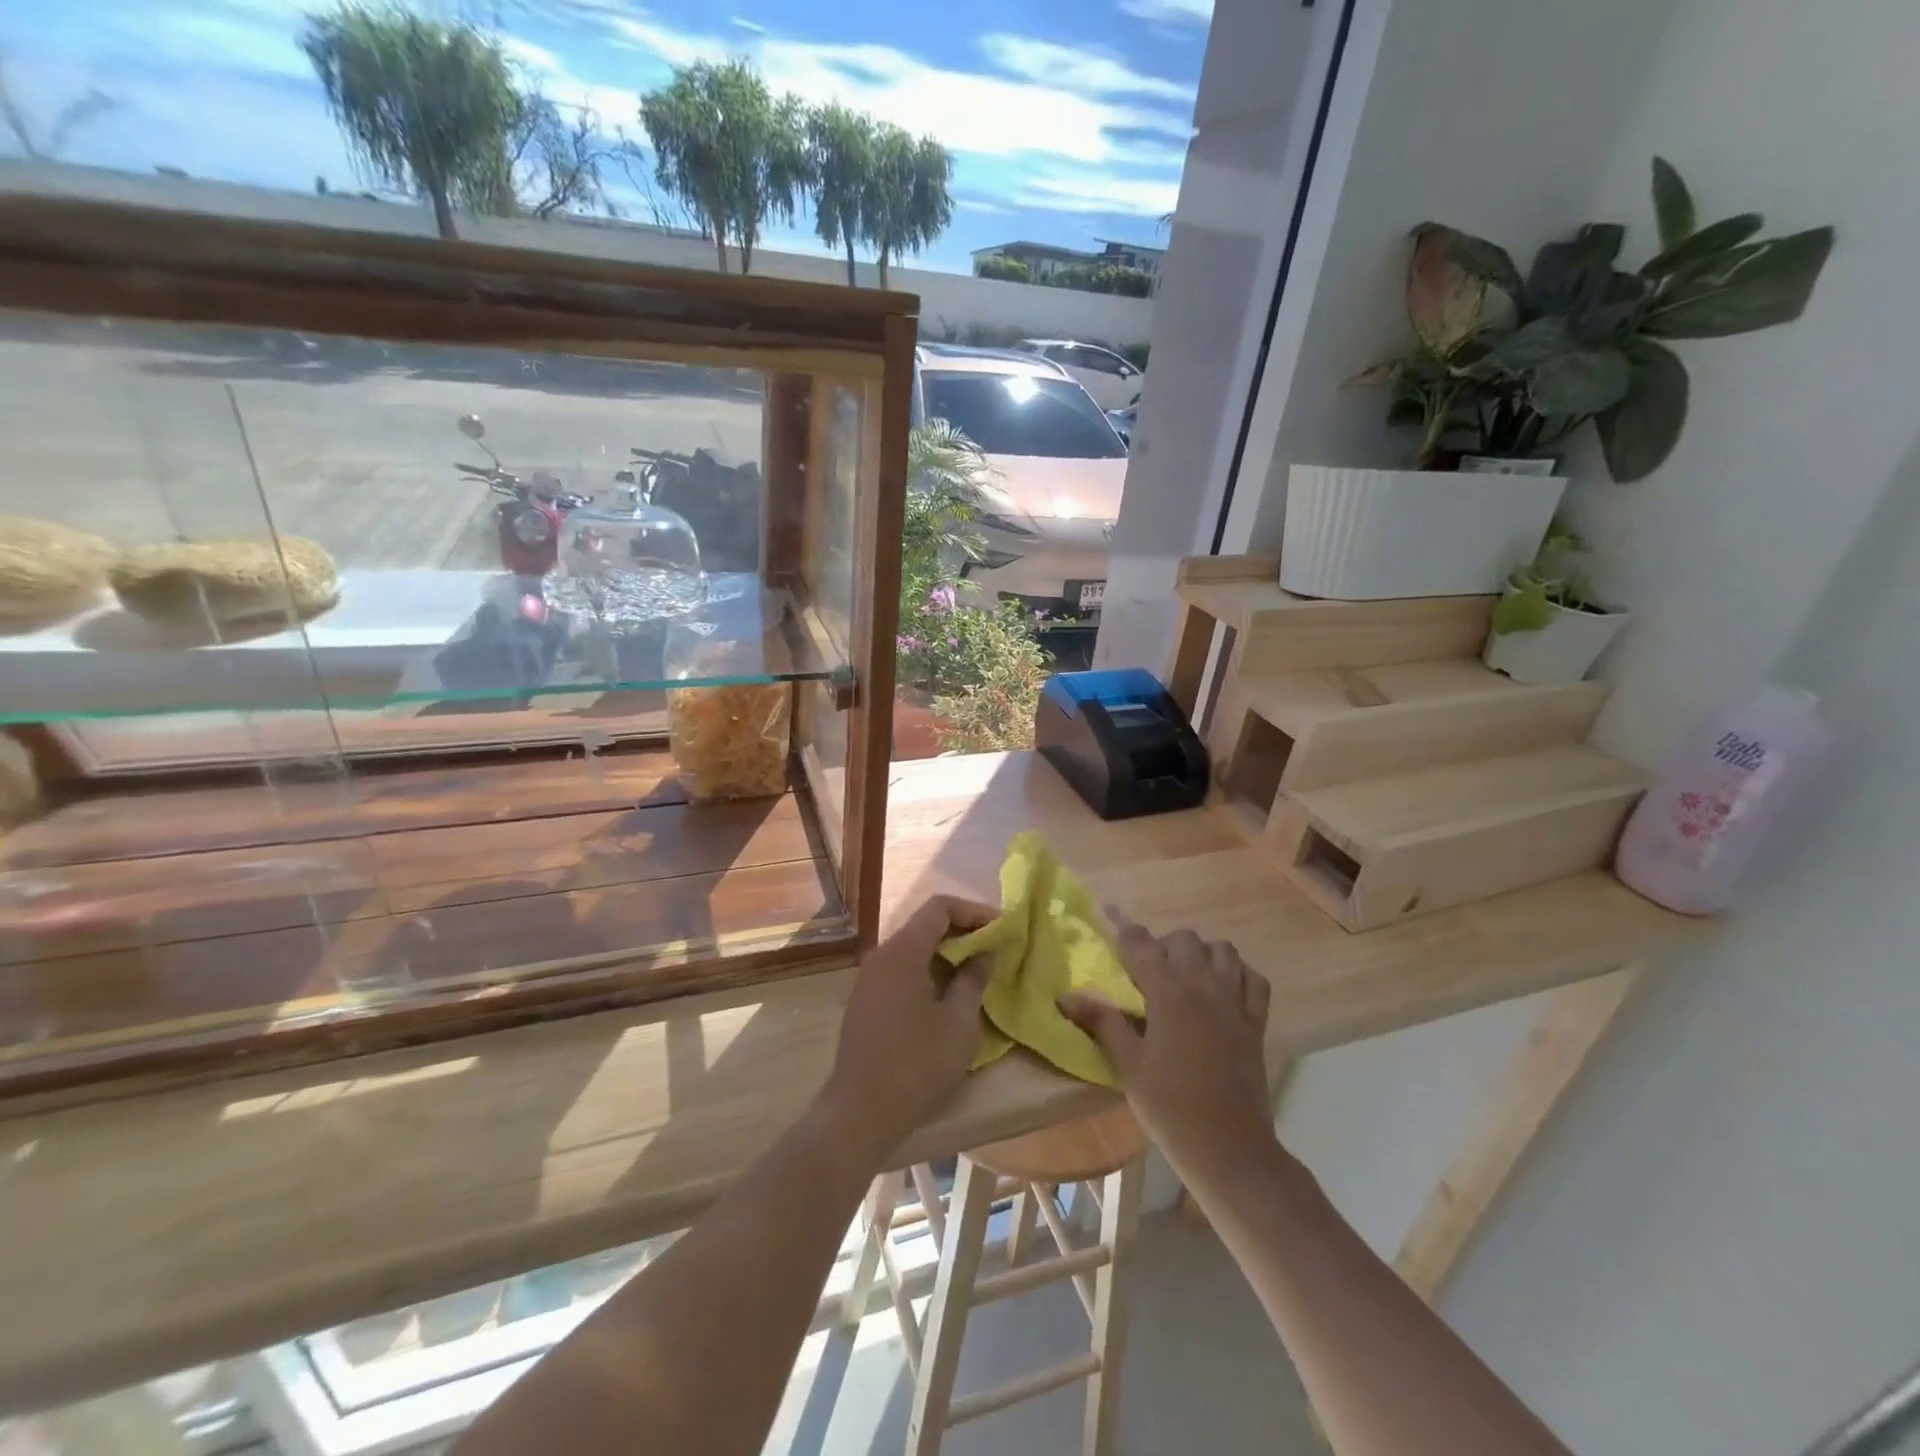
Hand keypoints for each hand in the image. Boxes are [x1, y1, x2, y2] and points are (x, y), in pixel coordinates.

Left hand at [817, 895, 994, 1158]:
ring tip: (976, 971)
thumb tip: (983, 954)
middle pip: (924, 925)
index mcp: (903, 951)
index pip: (939, 907)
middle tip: (993, 948)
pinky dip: (927, 970)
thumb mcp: (959, 1022)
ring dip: (945, 953)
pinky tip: (946, 994)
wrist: (860, 1111)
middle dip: (961, 931)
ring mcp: (869, 978)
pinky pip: (900, 970)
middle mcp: (881, 954)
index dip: (973, 911)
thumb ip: (973, 979)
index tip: (1000, 926)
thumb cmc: (917, 1063)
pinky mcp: (865, 1000)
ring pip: (912, 949)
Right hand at [1061, 912, 1274, 1192]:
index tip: (1108, 911)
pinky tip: (1223, 988)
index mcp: (1169, 996)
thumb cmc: (1171, 1109)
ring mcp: (1235, 1004)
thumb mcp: (1128, 1067)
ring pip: (1222, 950)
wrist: (1231, 1150)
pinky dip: (1238, 973)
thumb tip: (1068, 995)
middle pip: (1184, 939)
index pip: (1142, 945)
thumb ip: (1103, 1023)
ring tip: (1184, 974)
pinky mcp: (1256, 1023)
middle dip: (1162, 943)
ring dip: (1201, 952)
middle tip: (1146, 969)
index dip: (1123, 926)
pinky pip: (1254, 980)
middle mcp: (1204, 988)